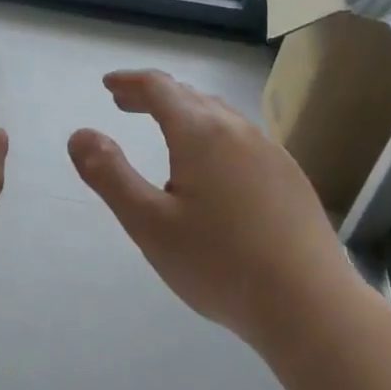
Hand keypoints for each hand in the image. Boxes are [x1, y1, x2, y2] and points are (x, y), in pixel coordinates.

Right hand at [68, 70, 358, 354]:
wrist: (311, 307)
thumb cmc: (219, 264)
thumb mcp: (148, 223)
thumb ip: (109, 174)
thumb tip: (79, 134)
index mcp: (201, 133)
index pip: (159, 87)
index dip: (130, 82)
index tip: (108, 85)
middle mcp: (238, 130)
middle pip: (190, 96)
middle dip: (154, 95)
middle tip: (126, 105)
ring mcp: (271, 152)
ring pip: (220, 116)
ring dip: (186, 113)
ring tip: (166, 131)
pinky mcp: (291, 177)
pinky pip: (243, 138)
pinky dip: (214, 135)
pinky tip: (214, 168)